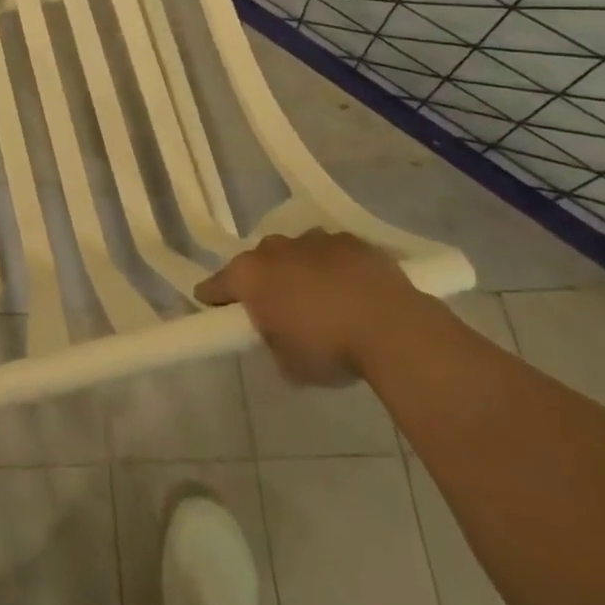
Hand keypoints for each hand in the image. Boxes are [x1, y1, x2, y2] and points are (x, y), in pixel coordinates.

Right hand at [196, 232, 427, 385]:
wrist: (391, 327)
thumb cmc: (329, 349)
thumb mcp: (289, 364)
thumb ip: (273, 342)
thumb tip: (279, 334)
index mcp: (250, 275)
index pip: (217, 284)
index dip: (213, 298)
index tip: (213, 308)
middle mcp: (274, 249)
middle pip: (258, 262)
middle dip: (263, 281)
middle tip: (277, 309)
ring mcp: (313, 239)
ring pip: (296, 253)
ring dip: (300, 271)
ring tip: (320, 300)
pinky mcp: (349, 240)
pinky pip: (331, 253)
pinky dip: (334, 267)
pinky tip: (352, 291)